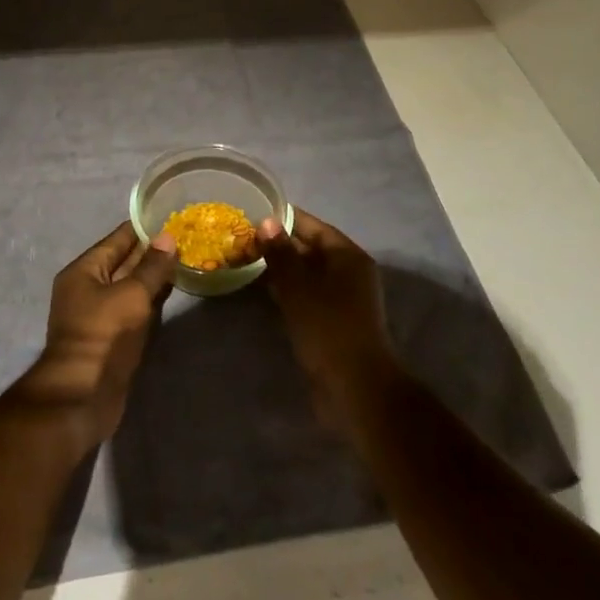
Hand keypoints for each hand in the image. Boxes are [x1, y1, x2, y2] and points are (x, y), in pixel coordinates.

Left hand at [17, 222, 176, 447]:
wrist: (84, 396)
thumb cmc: (104, 335)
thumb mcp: (132, 295)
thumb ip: (151, 267)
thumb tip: (167, 237)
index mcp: (83, 271)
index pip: (117, 240)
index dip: (143, 228)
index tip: (170, 217)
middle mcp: (87, 288)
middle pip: (123, 263)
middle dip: (151, 253)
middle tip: (185, 239)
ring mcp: (98, 315)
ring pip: (130, 287)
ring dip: (153, 278)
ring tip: (184, 261)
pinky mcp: (111, 338)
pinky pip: (133, 309)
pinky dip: (151, 300)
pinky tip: (172, 292)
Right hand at [258, 210, 398, 429]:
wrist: (355, 388)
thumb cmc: (328, 328)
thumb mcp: (298, 287)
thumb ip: (281, 253)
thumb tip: (267, 222)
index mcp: (348, 256)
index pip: (313, 226)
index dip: (285, 218)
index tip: (255, 211)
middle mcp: (348, 272)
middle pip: (310, 249)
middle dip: (279, 244)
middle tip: (243, 237)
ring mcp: (342, 299)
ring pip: (307, 274)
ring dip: (280, 268)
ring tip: (246, 259)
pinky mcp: (333, 321)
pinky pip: (307, 295)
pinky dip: (287, 290)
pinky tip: (262, 290)